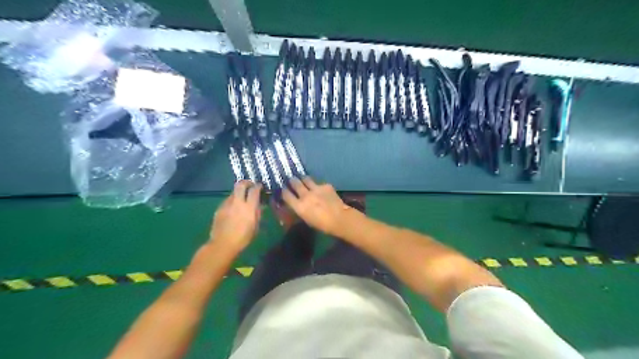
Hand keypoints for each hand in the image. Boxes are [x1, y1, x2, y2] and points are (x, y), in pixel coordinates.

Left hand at [209, 179, 259, 252]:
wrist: (223, 244)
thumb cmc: (243, 238)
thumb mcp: (255, 226)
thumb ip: (257, 213)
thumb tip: (259, 205)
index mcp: (248, 207)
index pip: (254, 190)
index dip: (258, 186)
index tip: (260, 186)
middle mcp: (237, 202)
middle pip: (240, 185)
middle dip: (246, 182)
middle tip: (250, 185)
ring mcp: (226, 204)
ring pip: (233, 192)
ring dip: (238, 193)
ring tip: (242, 199)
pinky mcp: (219, 209)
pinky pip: (227, 201)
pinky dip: (232, 201)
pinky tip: (233, 209)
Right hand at [281, 176, 350, 234]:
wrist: (340, 218)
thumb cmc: (322, 225)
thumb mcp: (307, 219)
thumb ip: (300, 210)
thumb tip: (296, 205)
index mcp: (299, 206)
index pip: (286, 194)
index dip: (284, 191)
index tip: (283, 189)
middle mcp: (305, 195)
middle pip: (295, 183)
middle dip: (292, 180)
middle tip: (291, 179)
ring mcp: (316, 188)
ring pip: (306, 179)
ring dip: (304, 179)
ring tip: (303, 179)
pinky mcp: (326, 185)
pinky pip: (319, 183)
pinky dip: (319, 186)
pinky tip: (322, 189)